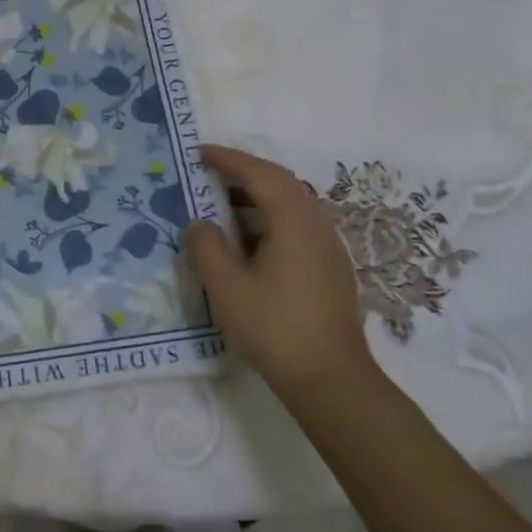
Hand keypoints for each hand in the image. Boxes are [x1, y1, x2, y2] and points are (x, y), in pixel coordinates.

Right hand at [182, 144, 377, 403]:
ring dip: (256, 197)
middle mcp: (317, 225)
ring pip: (291, 205)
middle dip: (244, 173)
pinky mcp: (330, 268)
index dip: (229, 159)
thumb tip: (200, 224)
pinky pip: (297, 226)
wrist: (331, 379)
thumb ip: (206, 247)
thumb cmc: (274, 328)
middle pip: (281, 184)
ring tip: (222, 205)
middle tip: (209, 173)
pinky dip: (268, 219)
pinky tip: (248, 242)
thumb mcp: (226, 287)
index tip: (200, 152)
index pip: (260, 174)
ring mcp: (328, 247)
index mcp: (293, 222)